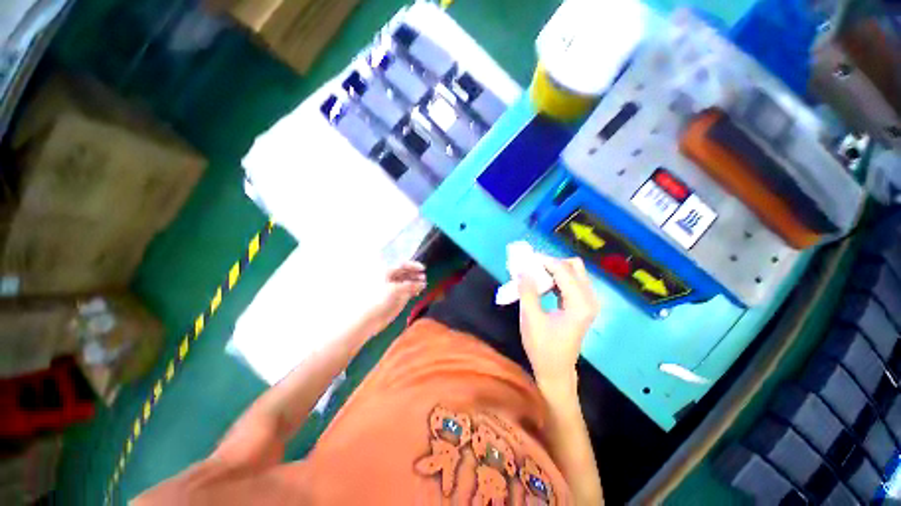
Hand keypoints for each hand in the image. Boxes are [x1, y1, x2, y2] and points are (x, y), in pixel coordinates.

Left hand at [368, 261, 426, 331]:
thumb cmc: (380, 299)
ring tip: (423, 285)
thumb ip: (410, 285)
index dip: (413, 265)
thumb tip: (423, 283)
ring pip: (409, 281)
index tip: (422, 269)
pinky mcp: (399, 297)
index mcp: (388, 272)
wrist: (372, 317)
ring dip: (416, 282)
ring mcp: (395, 288)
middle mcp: (392, 278)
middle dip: (415, 274)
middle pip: (406, 272)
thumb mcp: (396, 290)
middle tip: (424, 278)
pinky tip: (418, 292)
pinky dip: (414, 290)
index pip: (403, 264)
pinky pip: (409, 290)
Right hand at [518, 257, 599, 391]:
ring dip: (554, 270)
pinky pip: (572, 282)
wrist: (555, 370)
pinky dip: (557, 279)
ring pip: (574, 273)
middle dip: (552, 263)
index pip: (564, 270)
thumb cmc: (542, 347)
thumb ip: (527, 291)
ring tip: (534, 274)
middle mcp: (590, 300)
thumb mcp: (531, 318)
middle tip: (532, 267)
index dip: (544, 261)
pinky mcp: (583, 306)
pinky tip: (543, 284)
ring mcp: (589, 303)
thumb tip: (522, 269)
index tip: (527, 258)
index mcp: (580, 304)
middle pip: (574, 266)